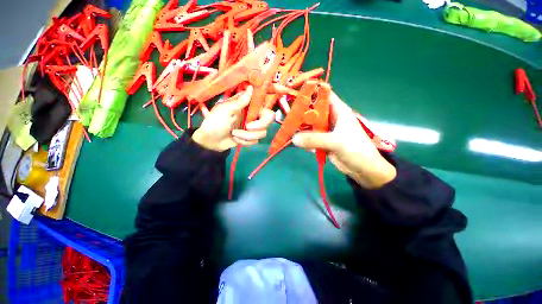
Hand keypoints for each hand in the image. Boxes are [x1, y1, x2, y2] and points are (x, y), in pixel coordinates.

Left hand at [193, 86, 274, 151]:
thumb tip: (251, 88)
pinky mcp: (251, 137)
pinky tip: (236, 138)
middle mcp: (252, 114)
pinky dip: (245, 142)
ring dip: (247, 136)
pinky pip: (256, 140)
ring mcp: (252, 127)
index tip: (283, 90)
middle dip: (259, 125)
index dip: (274, 93)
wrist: (210, 141)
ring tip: (235, 134)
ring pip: (262, 132)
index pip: (263, 99)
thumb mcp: (225, 110)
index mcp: (247, 105)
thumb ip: (240, 101)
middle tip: (248, 127)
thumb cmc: (215, 122)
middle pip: (269, 119)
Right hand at [292, 92, 396, 188]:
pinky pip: (310, 137)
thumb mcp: (336, 142)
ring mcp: (326, 130)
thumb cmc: (356, 150)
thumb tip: (294, 138)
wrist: (363, 169)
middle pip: (313, 111)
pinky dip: (304, 140)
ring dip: (301, 128)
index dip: (310, 93)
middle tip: (288, 118)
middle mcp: (330, 118)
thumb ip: (314, 139)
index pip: (323, 95)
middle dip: (301, 113)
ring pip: (310, 125)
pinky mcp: (322, 141)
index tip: (294, 96)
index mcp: (338, 111)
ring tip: (290, 131)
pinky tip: (302, 145)